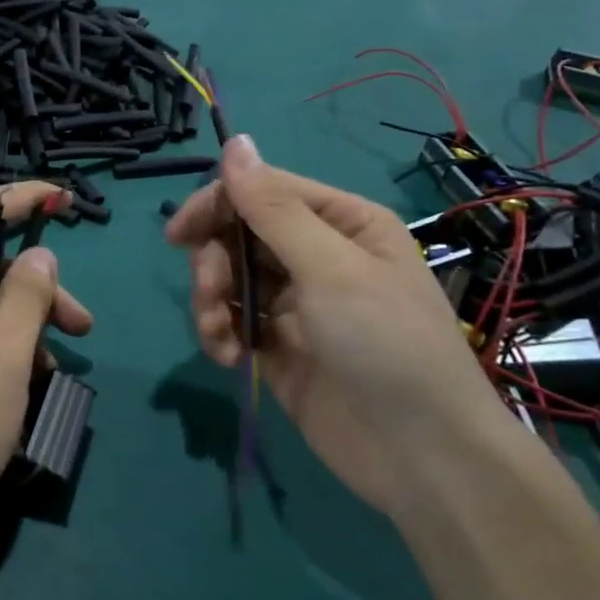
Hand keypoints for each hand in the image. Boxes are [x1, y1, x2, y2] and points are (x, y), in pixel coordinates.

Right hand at [165, 136, 505, 514]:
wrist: (421, 457)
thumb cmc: (384, 345)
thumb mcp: (329, 267)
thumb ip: (273, 207)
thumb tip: (235, 141)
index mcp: (341, 222)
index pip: (262, 190)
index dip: (216, 205)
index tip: (178, 235)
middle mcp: (317, 255)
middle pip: (239, 233)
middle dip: (214, 263)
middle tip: (211, 294)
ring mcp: (296, 302)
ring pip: (229, 277)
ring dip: (212, 301)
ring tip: (218, 337)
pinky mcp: (278, 346)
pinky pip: (233, 321)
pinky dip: (220, 334)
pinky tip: (227, 358)